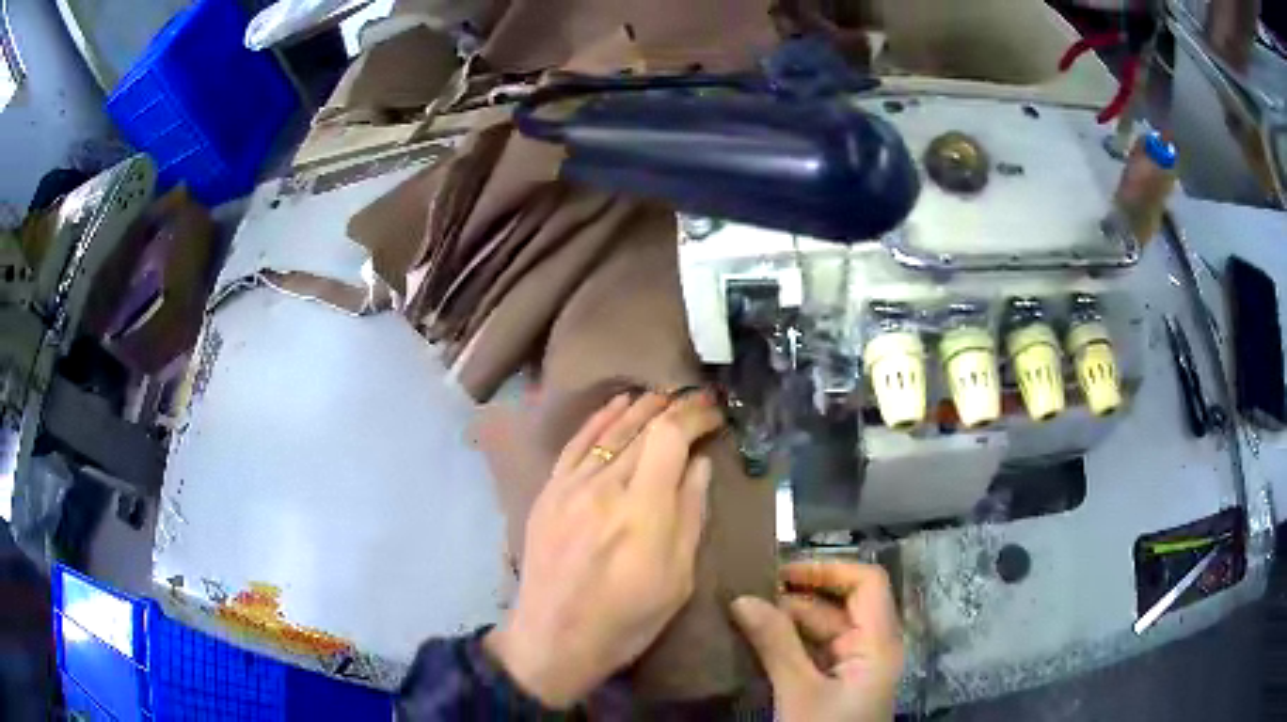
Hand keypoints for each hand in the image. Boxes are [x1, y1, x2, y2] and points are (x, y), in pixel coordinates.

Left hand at [486, 391, 722, 707]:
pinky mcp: (549, 493)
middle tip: (697, 401)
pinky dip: (599, 419)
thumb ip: (690, 515)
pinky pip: (576, 444)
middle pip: (641, 429)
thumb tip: (700, 465)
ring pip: (609, 430)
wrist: (554, 638)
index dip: (694, 416)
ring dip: (640, 407)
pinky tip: (617, 404)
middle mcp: (604, 488)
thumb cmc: (626, 619)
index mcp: (642, 511)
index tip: (715, 414)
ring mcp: (570, 487)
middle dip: (674, 409)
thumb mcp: (677, 579)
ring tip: (664, 395)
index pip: (669, 438)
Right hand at [732, 561, 904, 721]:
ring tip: (740, 612)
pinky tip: (752, 639)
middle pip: (839, 605)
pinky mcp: (833, 683)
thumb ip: (776, 644)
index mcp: (878, 642)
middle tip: (745, 593)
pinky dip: (784, 643)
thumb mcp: (800, 692)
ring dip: (785, 620)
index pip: (866, 583)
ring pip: (821, 629)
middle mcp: (870, 646)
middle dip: (795, 596)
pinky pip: (811, 651)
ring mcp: (851, 666)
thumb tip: (742, 598)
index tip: (780, 572)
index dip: (828, 569)